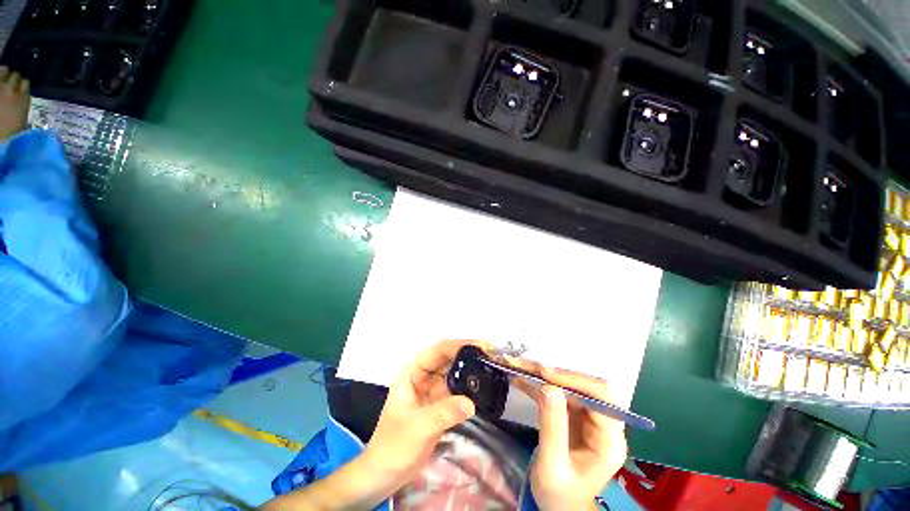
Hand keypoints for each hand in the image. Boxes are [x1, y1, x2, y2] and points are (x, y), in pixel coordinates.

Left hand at [360, 339, 483, 492]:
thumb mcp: (417, 427)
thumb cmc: (393, 447)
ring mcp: (432, 391)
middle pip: (448, 360)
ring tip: (491, 368)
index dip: (457, 345)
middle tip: (491, 356)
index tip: (479, 345)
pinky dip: (469, 390)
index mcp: (413, 373)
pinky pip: (457, 392)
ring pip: (454, 375)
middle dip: (468, 356)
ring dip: (470, 371)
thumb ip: (443, 413)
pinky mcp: (440, 406)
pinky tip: (483, 389)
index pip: (437, 351)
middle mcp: (423, 377)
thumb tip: (470, 403)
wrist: (385, 475)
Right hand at [511, 361, 627, 510]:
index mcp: (608, 441)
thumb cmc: (559, 496)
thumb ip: (552, 428)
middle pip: (585, 387)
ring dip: (544, 376)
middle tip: (526, 367)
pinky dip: (540, 385)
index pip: (602, 398)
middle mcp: (604, 425)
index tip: (544, 374)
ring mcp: (590, 419)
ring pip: (570, 386)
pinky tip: (522, 379)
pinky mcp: (576, 416)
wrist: (561, 508)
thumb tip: (549, 387)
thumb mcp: (552, 466)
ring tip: (519, 368)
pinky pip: (559, 393)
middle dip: (555, 374)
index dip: (574, 380)